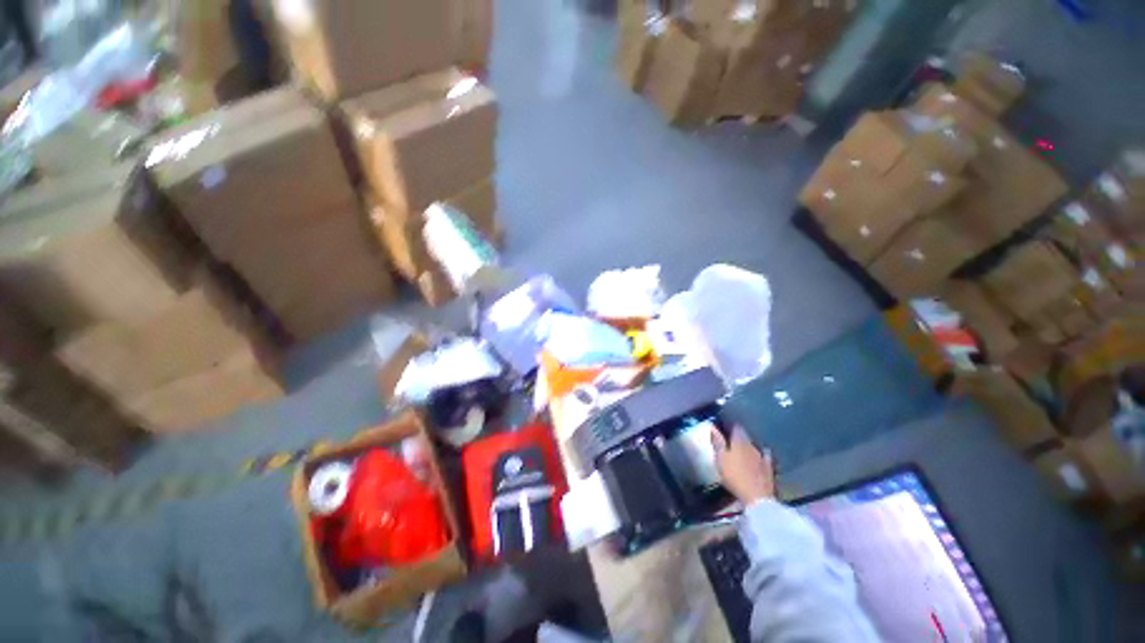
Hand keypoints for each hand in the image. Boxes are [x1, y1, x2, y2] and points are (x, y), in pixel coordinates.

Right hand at [711, 425, 774, 504]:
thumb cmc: (734, 475)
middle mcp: (752, 445)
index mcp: (739, 441)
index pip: (736, 427)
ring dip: (748, 446)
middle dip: (738, 436)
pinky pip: (765, 457)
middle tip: (730, 439)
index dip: (730, 425)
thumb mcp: (720, 458)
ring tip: (741, 449)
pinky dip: (762, 455)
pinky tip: (763, 455)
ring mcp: (762, 457)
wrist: (757, 497)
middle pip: (745, 436)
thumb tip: (713, 427)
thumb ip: (717, 442)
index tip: (725, 426)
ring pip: (754, 446)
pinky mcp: (769, 469)